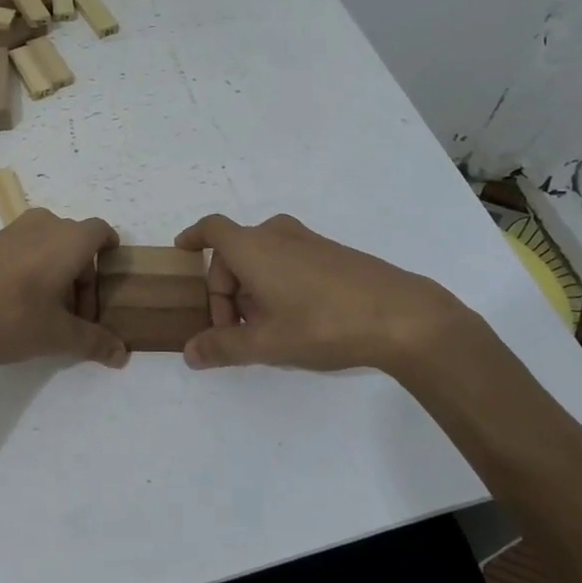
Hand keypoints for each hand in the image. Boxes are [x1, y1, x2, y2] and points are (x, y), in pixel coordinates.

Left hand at [0, 209, 128, 374]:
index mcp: (68, 239)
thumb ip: (93, 342)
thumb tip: (122, 354)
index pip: (101, 232)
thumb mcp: (57, 336)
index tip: (108, 281)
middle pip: (74, 242)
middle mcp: (42, 225)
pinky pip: (20, 251)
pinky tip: (13, 307)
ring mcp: (9, 232)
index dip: (109, 253)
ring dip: (54, 274)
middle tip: (76, 315)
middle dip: (81, 275)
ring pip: (45, 245)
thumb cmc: (11, 315)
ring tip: (45, 313)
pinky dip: (28, 272)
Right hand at [174, 213, 470, 373]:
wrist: (400, 314)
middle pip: (234, 252)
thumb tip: (189, 353)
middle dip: (225, 289)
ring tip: (264, 328)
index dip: (193, 238)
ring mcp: (307, 241)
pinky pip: (288, 260)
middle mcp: (276, 234)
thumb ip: (223, 347)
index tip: (181, 252)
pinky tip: (296, 319)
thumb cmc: (322, 323)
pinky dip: (276, 282)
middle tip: (233, 330)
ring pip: (262, 257)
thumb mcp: (266, 342)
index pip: (211, 230)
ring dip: (251, 287)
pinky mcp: (331, 252)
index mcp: (252, 247)